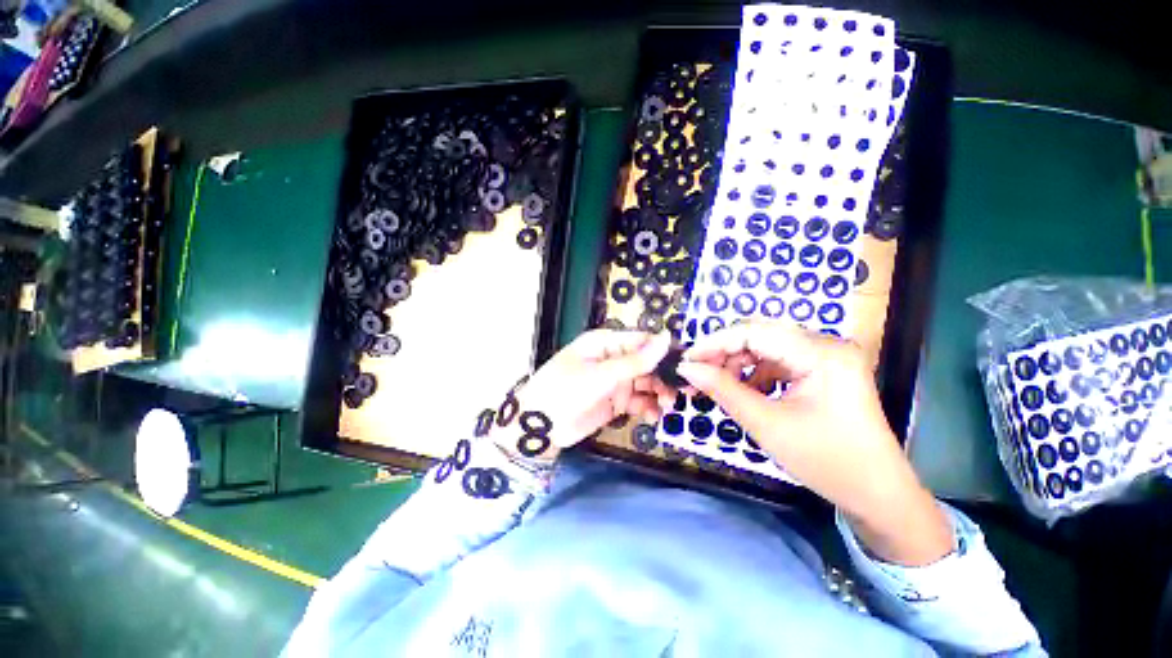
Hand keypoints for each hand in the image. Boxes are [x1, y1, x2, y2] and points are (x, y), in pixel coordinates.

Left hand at [507, 329, 673, 459]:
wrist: (539, 426)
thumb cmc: (565, 390)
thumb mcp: (601, 375)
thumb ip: (635, 361)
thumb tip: (666, 338)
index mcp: (606, 343)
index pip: (642, 341)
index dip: (664, 351)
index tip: (685, 365)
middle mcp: (613, 359)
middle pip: (647, 364)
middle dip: (663, 377)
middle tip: (678, 393)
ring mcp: (614, 382)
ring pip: (645, 384)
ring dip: (658, 394)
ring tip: (666, 407)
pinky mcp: (615, 402)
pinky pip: (638, 402)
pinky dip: (648, 408)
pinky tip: (654, 416)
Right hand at [676, 321, 952, 565]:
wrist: (877, 493)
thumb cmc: (826, 461)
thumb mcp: (767, 425)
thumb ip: (723, 390)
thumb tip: (687, 368)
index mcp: (822, 354)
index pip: (754, 332)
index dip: (714, 343)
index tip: (686, 361)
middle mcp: (826, 345)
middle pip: (760, 336)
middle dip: (723, 354)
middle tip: (696, 374)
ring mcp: (826, 356)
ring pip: (766, 348)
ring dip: (736, 364)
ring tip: (715, 385)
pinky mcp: (822, 369)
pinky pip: (777, 361)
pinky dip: (754, 373)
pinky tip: (742, 390)